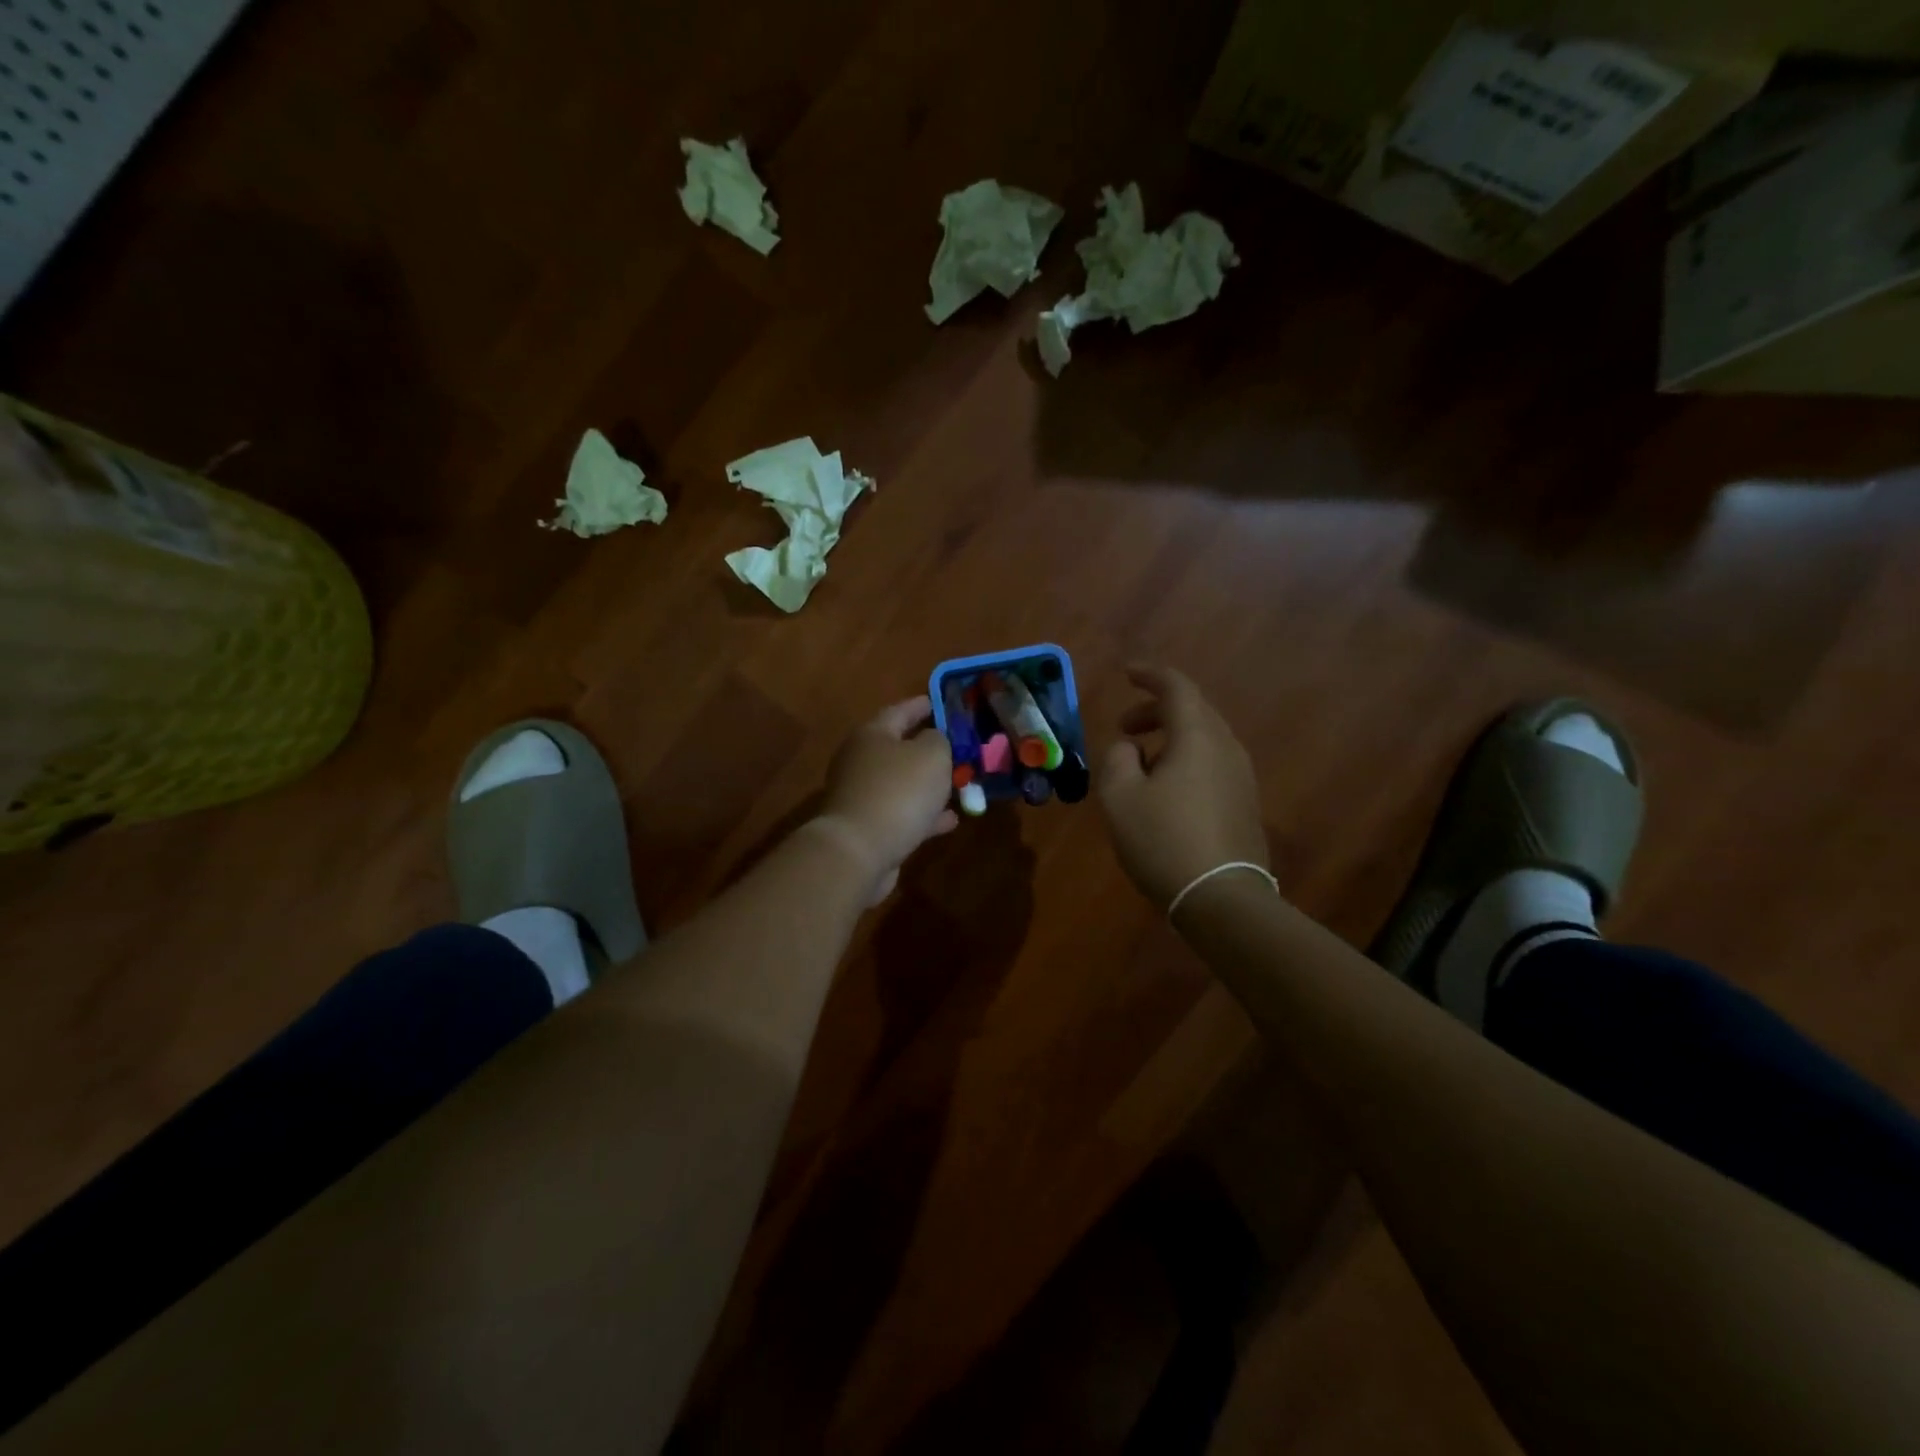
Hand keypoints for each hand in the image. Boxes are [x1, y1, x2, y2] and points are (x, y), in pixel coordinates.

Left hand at [818, 696, 958, 900]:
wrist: (859, 852)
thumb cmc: (898, 791)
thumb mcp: (932, 755)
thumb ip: (939, 740)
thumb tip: (934, 739)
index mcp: (872, 734)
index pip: (900, 710)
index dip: (923, 705)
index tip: (941, 702)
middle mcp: (861, 761)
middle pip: (899, 748)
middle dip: (928, 748)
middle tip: (957, 747)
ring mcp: (863, 796)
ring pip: (903, 783)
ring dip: (930, 784)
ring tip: (961, 784)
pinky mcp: (869, 827)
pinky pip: (903, 813)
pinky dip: (926, 814)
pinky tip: (951, 820)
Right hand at [1098, 665, 1268, 909]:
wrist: (1221, 897)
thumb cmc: (1163, 840)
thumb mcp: (1120, 797)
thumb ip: (1117, 759)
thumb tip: (1129, 748)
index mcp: (1197, 736)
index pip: (1177, 687)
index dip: (1150, 674)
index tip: (1126, 672)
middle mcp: (1226, 747)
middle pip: (1193, 711)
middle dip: (1156, 710)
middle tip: (1124, 727)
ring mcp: (1241, 776)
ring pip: (1204, 739)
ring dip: (1170, 738)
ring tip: (1140, 762)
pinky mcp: (1245, 803)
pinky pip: (1212, 764)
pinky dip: (1185, 760)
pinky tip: (1165, 790)